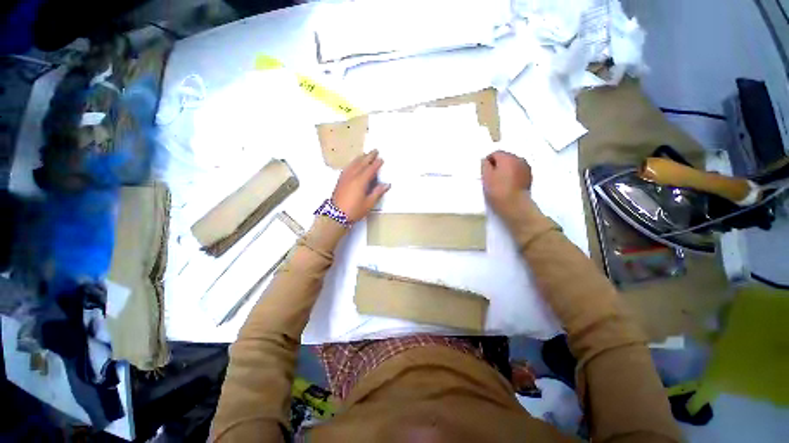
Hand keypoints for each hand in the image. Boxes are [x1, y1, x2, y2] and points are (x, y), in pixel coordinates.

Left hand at [332, 150, 390, 222]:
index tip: (381, 159)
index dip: (376, 164)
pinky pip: (347, 168)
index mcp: (360, 181)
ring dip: (360, 158)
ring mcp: (345, 177)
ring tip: (365, 154)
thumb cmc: (354, 210)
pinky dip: (352, 163)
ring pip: (353, 164)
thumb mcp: (369, 203)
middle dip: (369, 156)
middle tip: (375, 150)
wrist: (336, 215)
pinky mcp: (340, 180)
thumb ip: (377, 192)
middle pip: (362, 163)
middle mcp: (352, 176)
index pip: (370, 169)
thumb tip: (386, 185)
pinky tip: (353, 164)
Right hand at [481, 150, 531, 216]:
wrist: (514, 205)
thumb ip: (484, 165)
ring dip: (506, 169)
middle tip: (492, 177)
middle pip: (505, 157)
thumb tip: (485, 160)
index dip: (488, 162)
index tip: (485, 172)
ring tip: (501, 181)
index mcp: (507, 157)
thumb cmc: (497, 191)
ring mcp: (526, 167)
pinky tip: (509, 184)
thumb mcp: (486, 177)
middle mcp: (518, 159)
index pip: (495, 153)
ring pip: (512, 164)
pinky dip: (513, 174)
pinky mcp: (529, 176)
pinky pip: (518, 170)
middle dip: (498, 164)